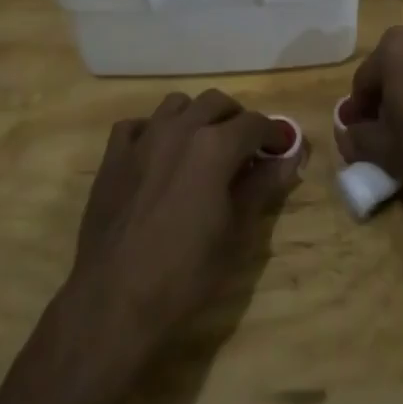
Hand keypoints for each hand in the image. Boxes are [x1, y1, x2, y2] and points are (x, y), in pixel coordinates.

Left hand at [70, 90, 306, 349]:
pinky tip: (158, 156)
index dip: (274, 134)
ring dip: (196, 117)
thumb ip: (262, 186)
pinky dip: (153, 130)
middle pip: (216, 102)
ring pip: (177, 104)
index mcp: (215, 146)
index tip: (281, 150)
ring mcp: (142, 139)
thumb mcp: (236, 233)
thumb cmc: (185, 273)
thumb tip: (289, 157)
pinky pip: (137, 125)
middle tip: (245, 150)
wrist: (114, 301)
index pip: (255, 123)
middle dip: (236, 119)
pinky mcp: (113, 156)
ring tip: (203, 148)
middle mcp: (180, 128)